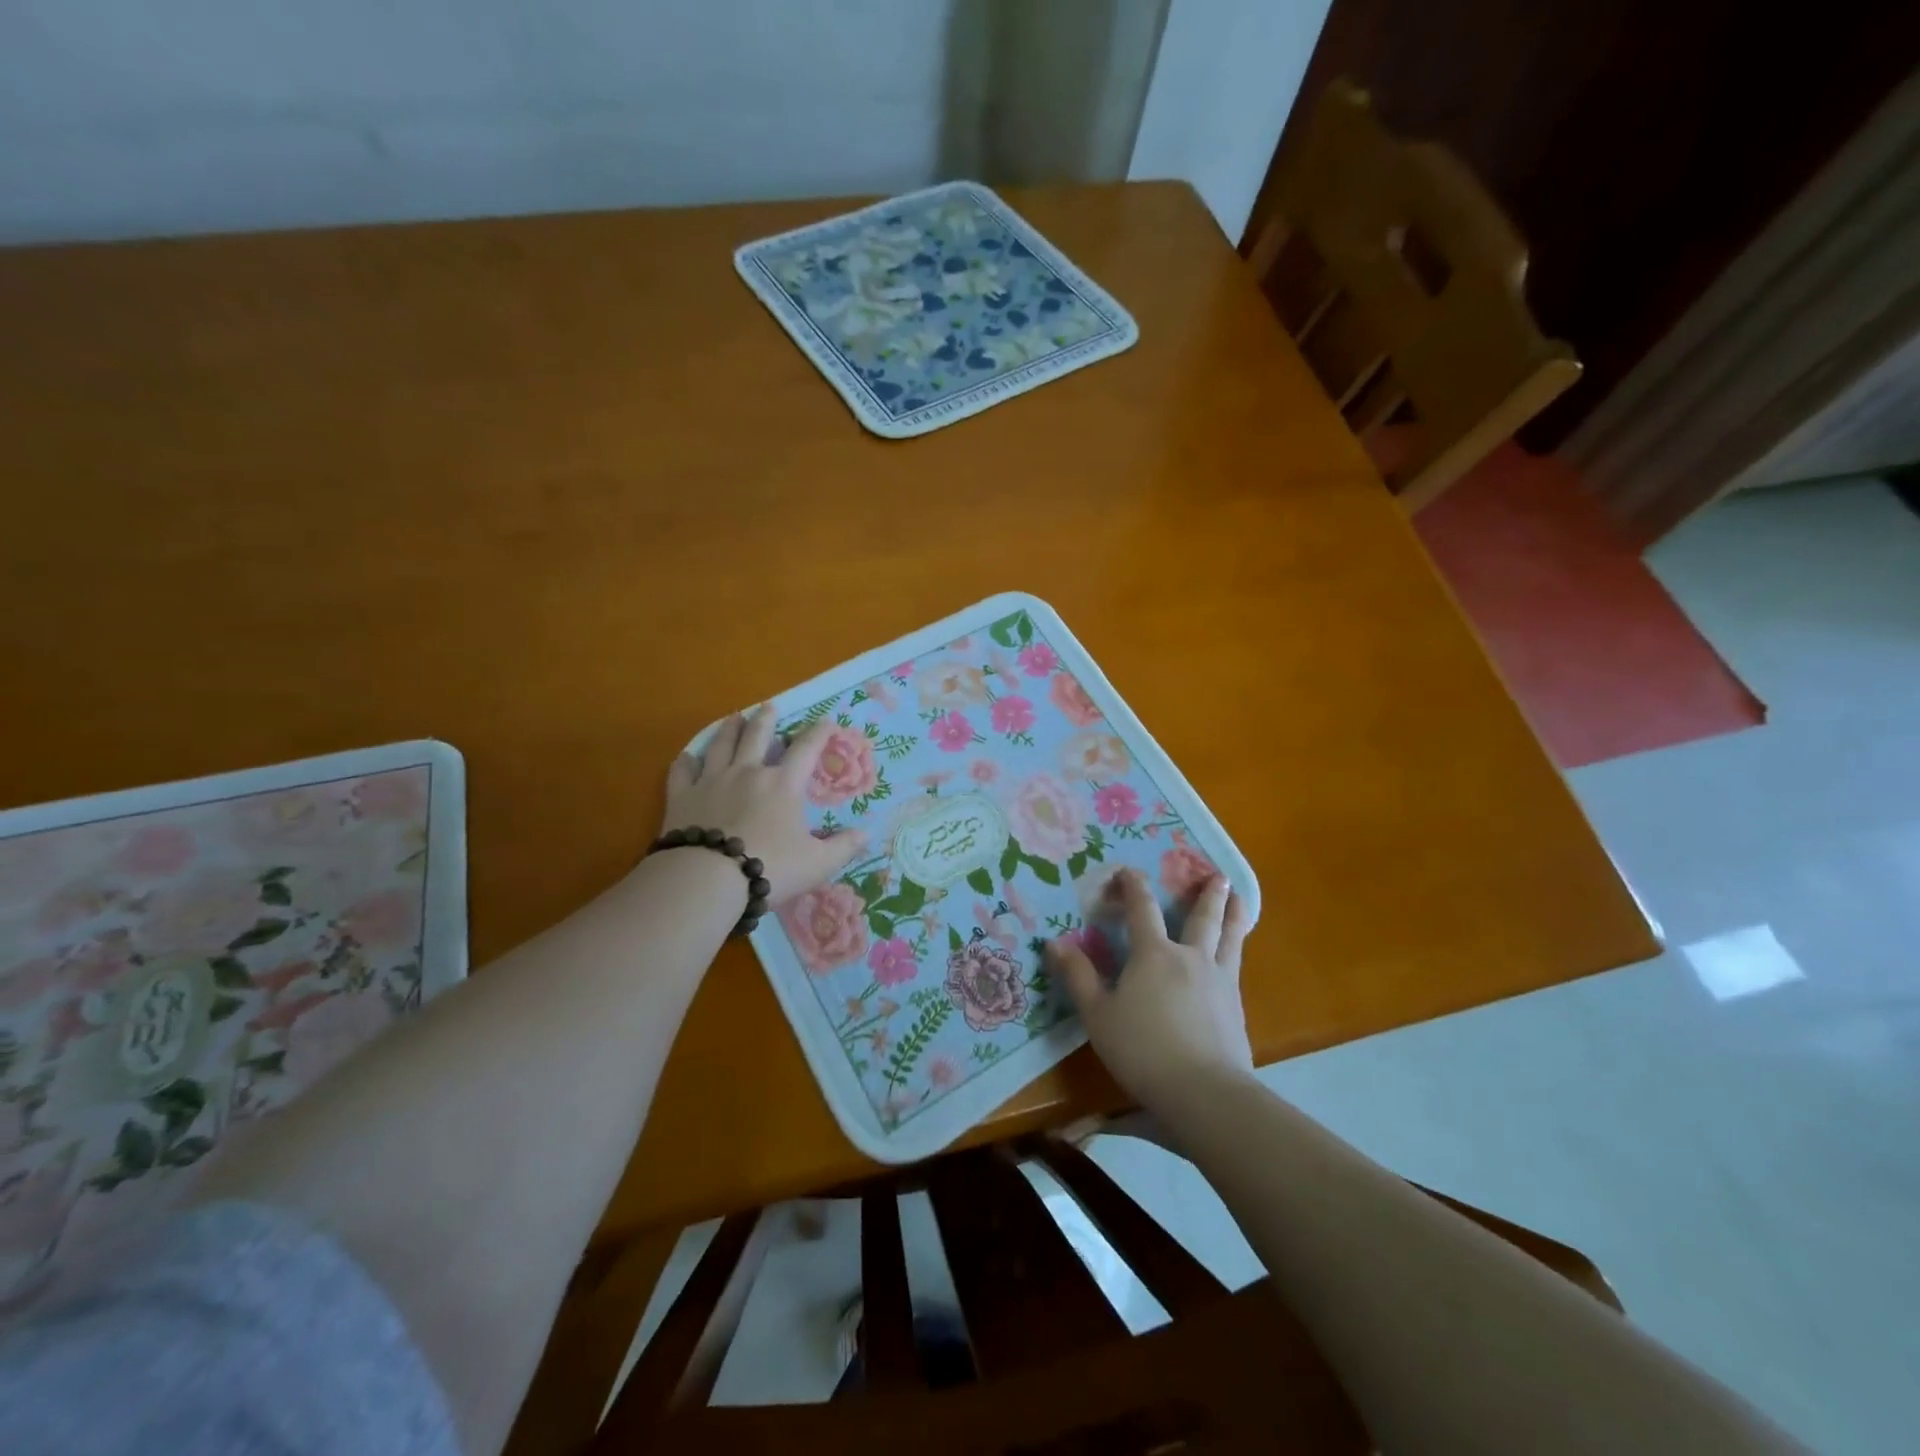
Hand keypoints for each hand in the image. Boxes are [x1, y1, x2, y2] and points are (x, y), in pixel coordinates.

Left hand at [662, 705, 864, 904]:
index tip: (827, 720)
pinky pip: (682, 772)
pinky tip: (687, 756)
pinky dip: (686, 762)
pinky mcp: (682, 797)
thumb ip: (843, 847)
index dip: (819, 733)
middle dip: (766, 719)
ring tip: (734, 717)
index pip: (806, 749)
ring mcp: (711, 781)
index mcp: (783, 785)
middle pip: (757, 736)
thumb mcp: (818, 863)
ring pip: (721, 745)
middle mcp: (748, 773)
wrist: (707, 880)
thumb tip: (866, 834)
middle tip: (769, 706)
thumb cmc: (770, 867)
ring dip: (729, 729)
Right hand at [1049, 867, 1254, 1109]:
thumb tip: (1054, 943)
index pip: (1142, 909)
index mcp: (1153, 954)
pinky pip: (1236, 967)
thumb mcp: (1098, 1015)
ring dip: (1234, 915)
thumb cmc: (1142, 1049)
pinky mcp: (1236, 1007)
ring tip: (1240, 897)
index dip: (1134, 887)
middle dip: (1206, 895)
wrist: (1203, 1091)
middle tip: (1218, 875)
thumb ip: (1078, 976)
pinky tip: (1236, 956)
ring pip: (1229, 938)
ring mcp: (1219, 981)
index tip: (1129, 871)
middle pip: (1201, 918)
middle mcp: (1190, 958)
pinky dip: (1238, 950)